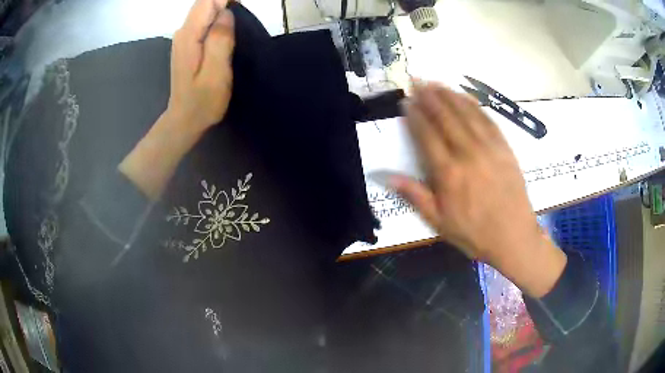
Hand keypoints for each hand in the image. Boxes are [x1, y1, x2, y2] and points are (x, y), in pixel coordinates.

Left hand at [168, 0, 234, 132]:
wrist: (185, 120)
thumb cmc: (203, 101)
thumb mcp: (216, 73)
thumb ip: (220, 39)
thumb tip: (226, 13)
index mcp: (189, 35)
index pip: (208, 0)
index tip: (243, 4)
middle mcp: (183, 31)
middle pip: (206, 2)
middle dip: (226, 1)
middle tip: (245, 9)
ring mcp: (184, 37)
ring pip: (206, 9)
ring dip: (224, 7)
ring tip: (241, 12)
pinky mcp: (189, 43)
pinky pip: (205, 19)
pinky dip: (218, 15)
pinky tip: (229, 22)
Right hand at [392, 82, 565, 296]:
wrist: (514, 238)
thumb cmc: (475, 234)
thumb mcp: (439, 223)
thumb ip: (415, 196)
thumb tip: (386, 176)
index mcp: (449, 174)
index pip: (427, 136)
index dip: (415, 116)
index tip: (406, 101)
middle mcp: (468, 155)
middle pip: (446, 118)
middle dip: (429, 97)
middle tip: (417, 80)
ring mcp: (489, 149)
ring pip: (467, 114)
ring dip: (450, 95)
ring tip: (436, 82)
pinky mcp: (505, 149)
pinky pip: (488, 121)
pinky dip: (475, 106)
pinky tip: (466, 96)